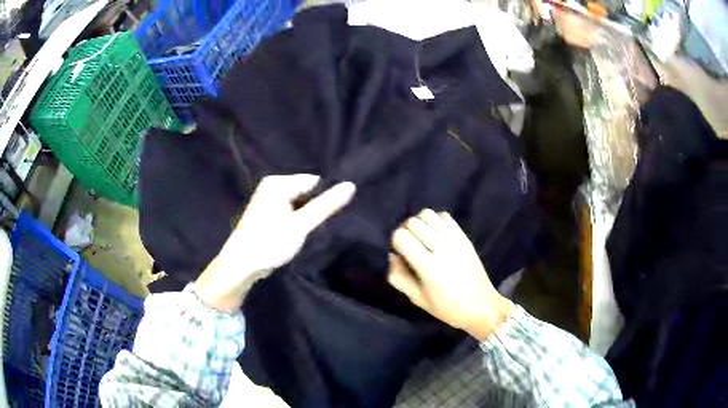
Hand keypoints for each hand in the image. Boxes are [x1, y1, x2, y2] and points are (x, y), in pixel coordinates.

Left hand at [195, 174, 355, 312]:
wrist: (241, 265)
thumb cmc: (269, 242)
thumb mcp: (300, 225)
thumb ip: (325, 205)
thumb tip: (351, 185)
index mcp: (278, 183)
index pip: (314, 182)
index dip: (325, 198)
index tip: (332, 217)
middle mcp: (272, 186)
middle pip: (306, 192)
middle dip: (315, 207)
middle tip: (319, 227)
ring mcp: (269, 199)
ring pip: (299, 203)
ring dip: (307, 215)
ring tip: (310, 231)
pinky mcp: (268, 213)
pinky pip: (290, 210)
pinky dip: (298, 220)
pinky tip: (299, 233)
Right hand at [388, 209, 513, 340]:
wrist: (482, 305)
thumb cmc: (448, 308)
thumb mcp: (418, 299)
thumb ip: (399, 277)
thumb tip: (392, 256)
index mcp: (428, 267)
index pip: (401, 236)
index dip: (396, 243)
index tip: (400, 254)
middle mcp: (441, 248)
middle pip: (413, 222)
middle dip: (406, 232)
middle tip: (410, 247)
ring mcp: (455, 239)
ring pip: (427, 214)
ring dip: (420, 223)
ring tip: (422, 239)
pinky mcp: (464, 236)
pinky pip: (443, 216)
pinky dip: (435, 221)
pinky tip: (436, 236)